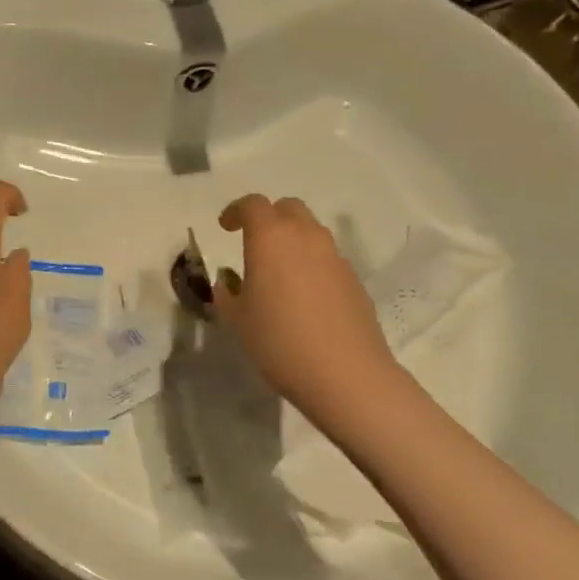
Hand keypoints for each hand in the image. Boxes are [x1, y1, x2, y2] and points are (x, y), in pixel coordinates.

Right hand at [212, 194, 403, 431]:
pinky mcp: (354, 280)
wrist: (345, 374)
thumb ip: (227, 293)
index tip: (224, 227)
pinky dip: (310, 264)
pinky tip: (302, 298)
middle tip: (252, 242)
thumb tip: (228, 281)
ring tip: (277, 272)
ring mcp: (335, 257)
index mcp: (271, 239)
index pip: (252, 205)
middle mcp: (306, 237)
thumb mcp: (237, 320)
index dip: (235, 211)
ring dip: (291, 240)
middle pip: (288, 208)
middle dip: (268, 218)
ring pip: (311, 232)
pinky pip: (326, 259)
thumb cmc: (279, 342)